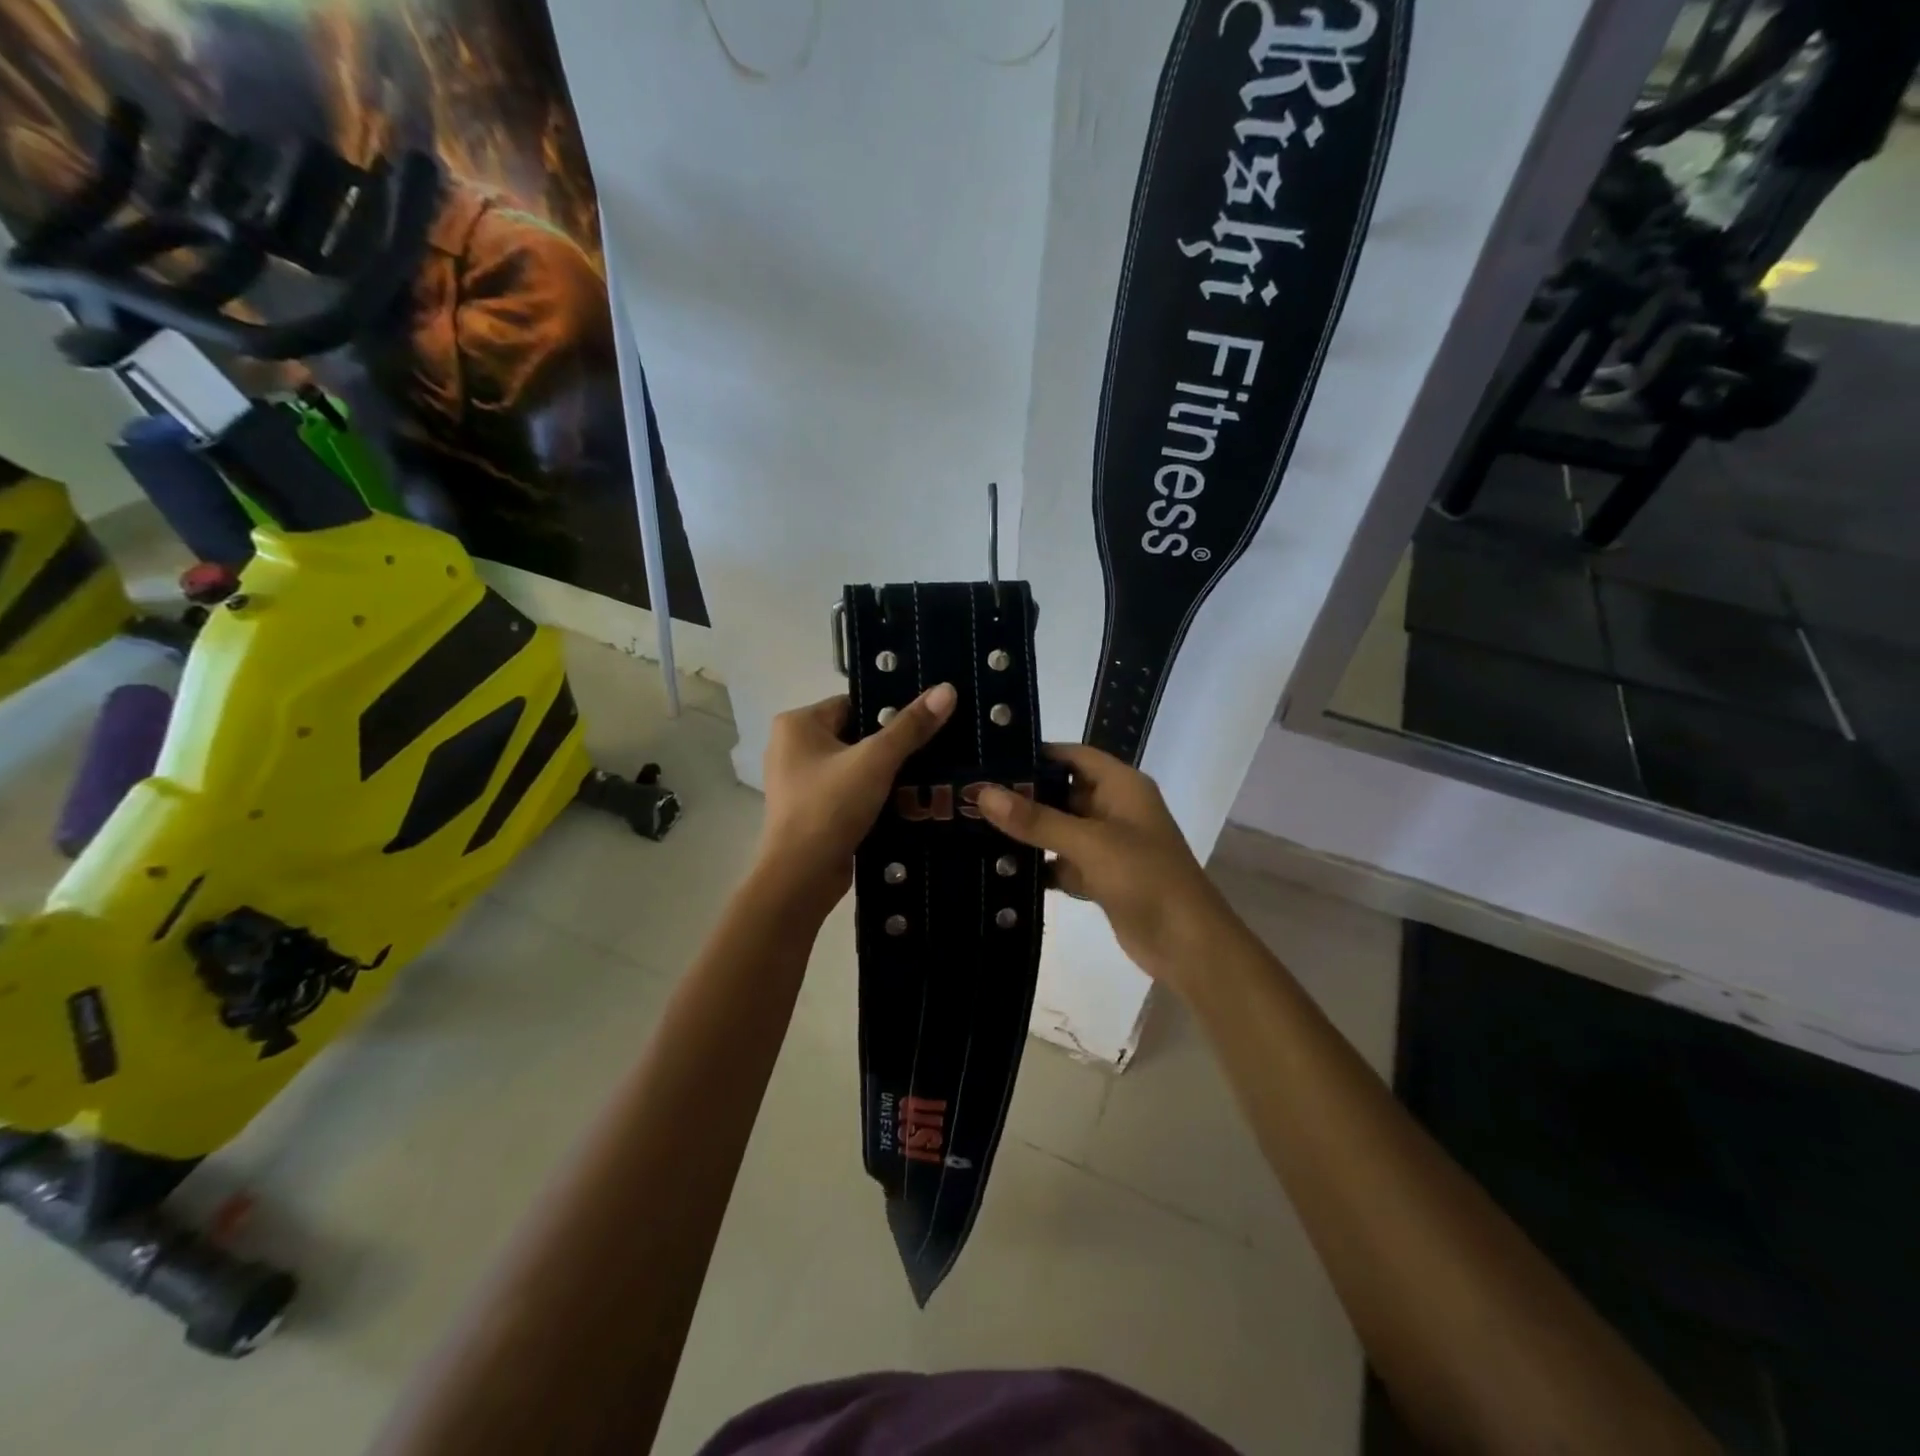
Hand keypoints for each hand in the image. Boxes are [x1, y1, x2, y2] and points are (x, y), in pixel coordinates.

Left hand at [756, 684, 956, 911]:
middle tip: (936, 746)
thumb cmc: (830, 807)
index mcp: (797, 724)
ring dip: (886, 772)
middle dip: (892, 744)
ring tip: (930, 772)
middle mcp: (792, 747)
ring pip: (855, 766)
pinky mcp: (812, 811)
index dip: (890, 711)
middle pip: (856, 734)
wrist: (801, 878)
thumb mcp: (876, 761)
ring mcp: (800, 782)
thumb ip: (911, 726)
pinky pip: (850, 791)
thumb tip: (947, 689)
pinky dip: (874, 795)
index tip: (927, 720)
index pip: (854, 703)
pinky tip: (908, 800)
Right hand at [976, 744, 1232, 991]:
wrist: (1188, 945)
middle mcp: (1114, 808)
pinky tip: (1000, 869)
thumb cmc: (1146, 878)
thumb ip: (1037, 819)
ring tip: (973, 828)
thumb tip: (983, 793)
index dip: (1035, 754)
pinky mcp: (1101, 878)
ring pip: (1059, 829)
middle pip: (1061, 792)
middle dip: (1022, 795)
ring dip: (1026, 832)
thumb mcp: (1089, 843)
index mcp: (1121, 786)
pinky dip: (1038, 866)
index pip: (1072, 756)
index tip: (989, 759)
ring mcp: (1108, 845)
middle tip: (969, 796)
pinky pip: (1062, 862)